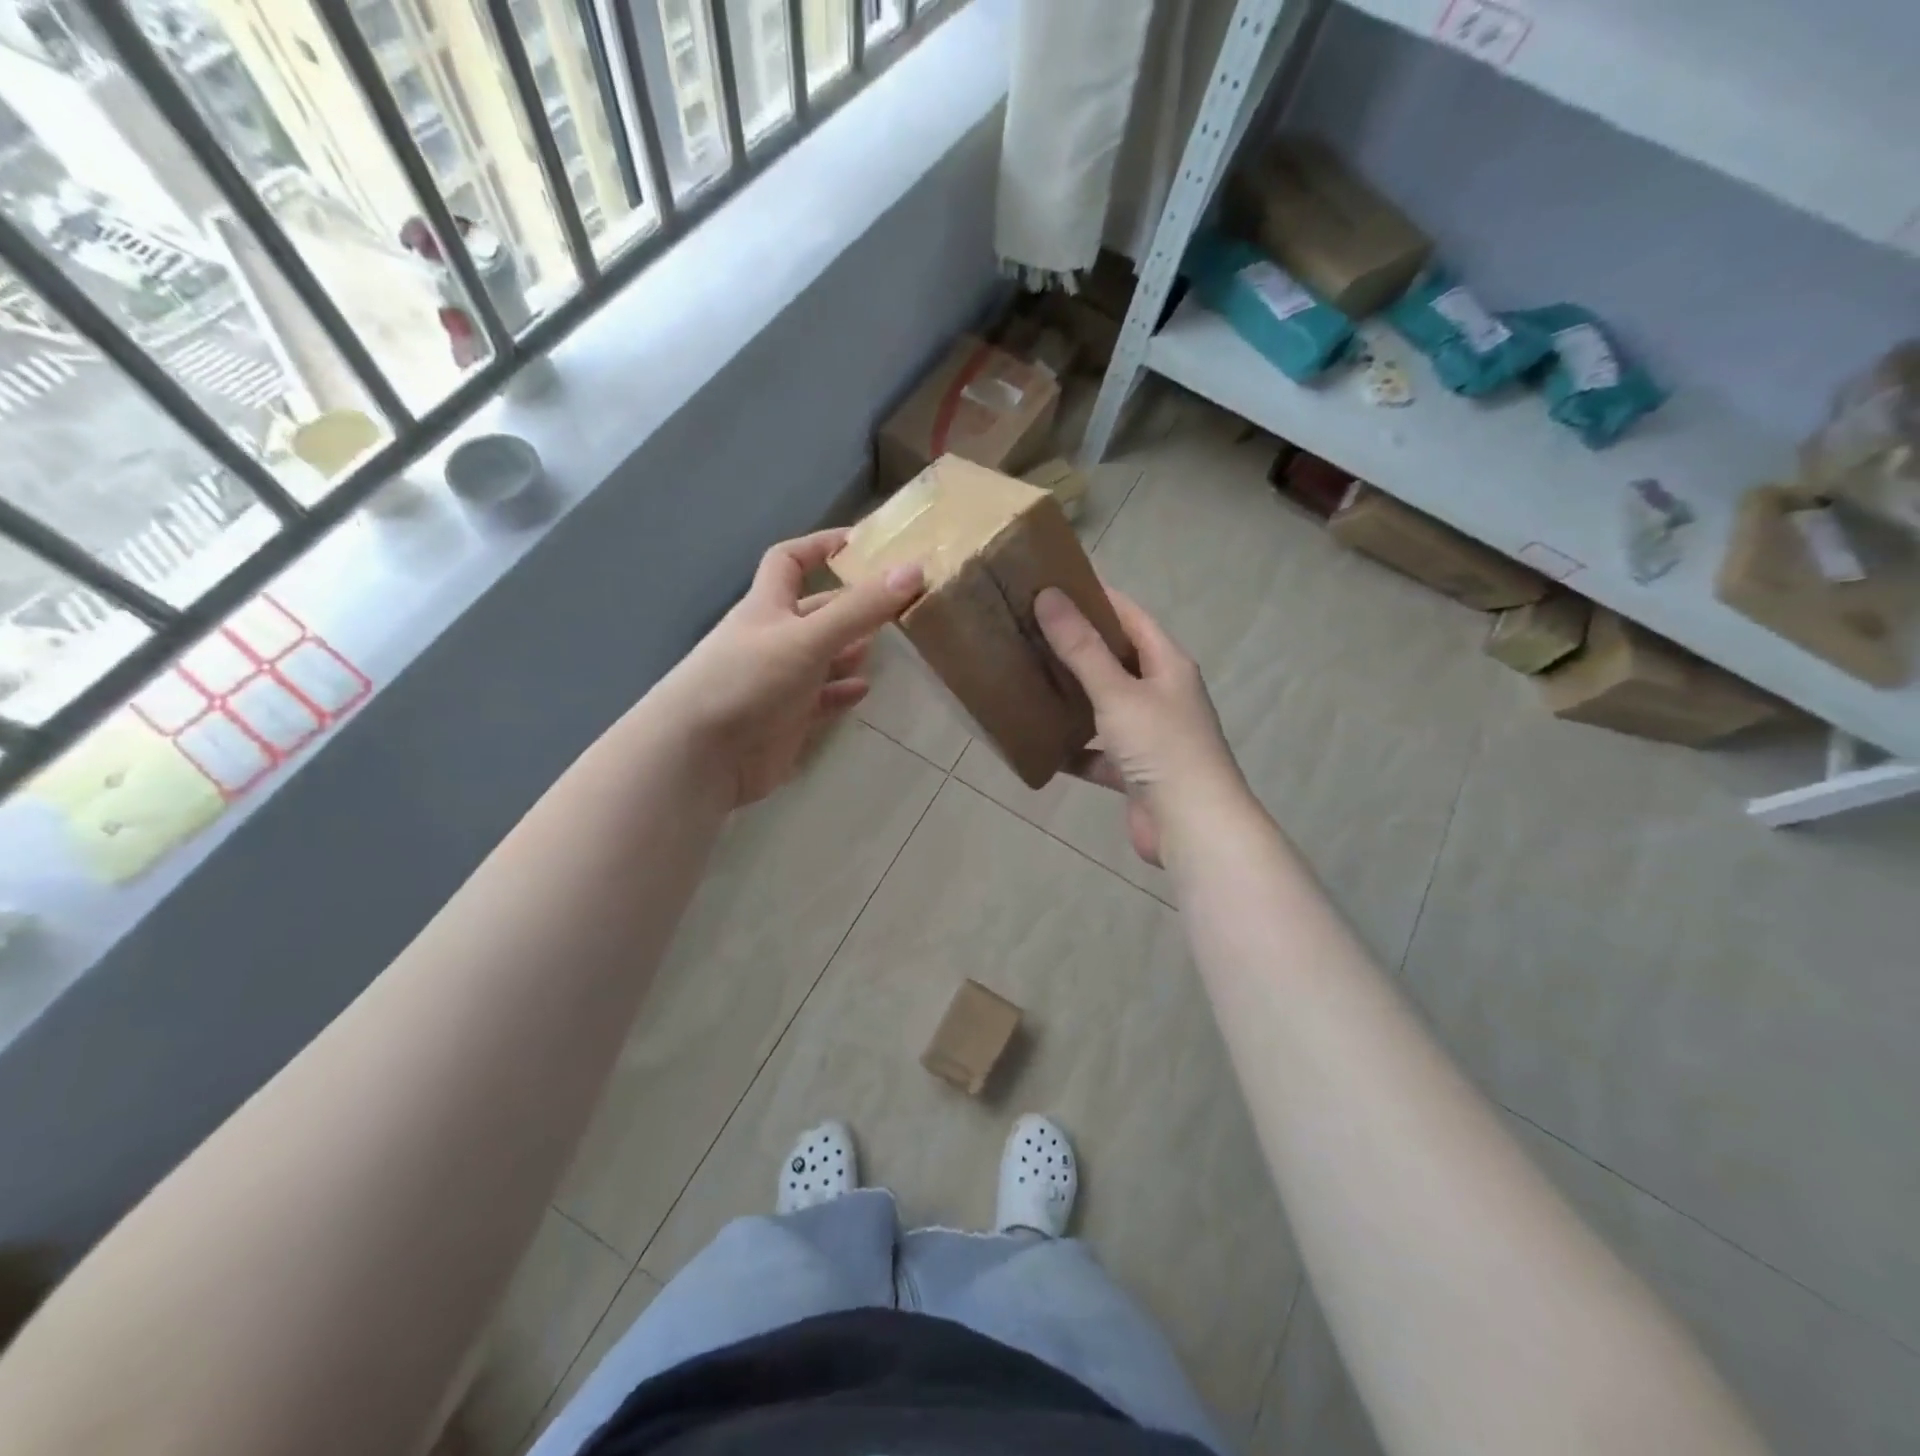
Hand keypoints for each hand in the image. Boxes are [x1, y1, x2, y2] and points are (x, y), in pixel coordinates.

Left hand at [655, 529, 922, 806]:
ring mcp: (778, 681)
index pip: (789, 560)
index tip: (860, 542)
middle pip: (815, 612)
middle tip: (894, 603)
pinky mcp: (785, 720)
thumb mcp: (808, 637)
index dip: (820, 545)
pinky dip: (841, 692)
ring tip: (887, 646)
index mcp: (768, 607)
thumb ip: (860, 608)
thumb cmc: (749, 680)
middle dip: (850, 605)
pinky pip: (820, 699)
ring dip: (850, 649)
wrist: (701, 755)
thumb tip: (914, 569)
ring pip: (821, 657)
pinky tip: (864, 689)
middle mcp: (772, 639)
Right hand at [1035, 586, 1245, 866]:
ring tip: (1028, 680)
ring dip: (1072, 698)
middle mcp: (1161, 694)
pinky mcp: (1134, 771)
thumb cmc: (1161, 747)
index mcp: (1168, 665)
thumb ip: (1082, 649)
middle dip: (1076, 647)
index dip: (1096, 598)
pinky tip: (1040, 744)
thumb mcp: (1118, 693)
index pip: (1130, 616)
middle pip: (1116, 660)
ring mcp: (1149, 734)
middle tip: (1029, 632)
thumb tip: (1049, 597)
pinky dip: (1073, 749)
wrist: (1192, 826)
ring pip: (1104, 706)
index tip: (1052, 585)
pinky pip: (1097, 751)